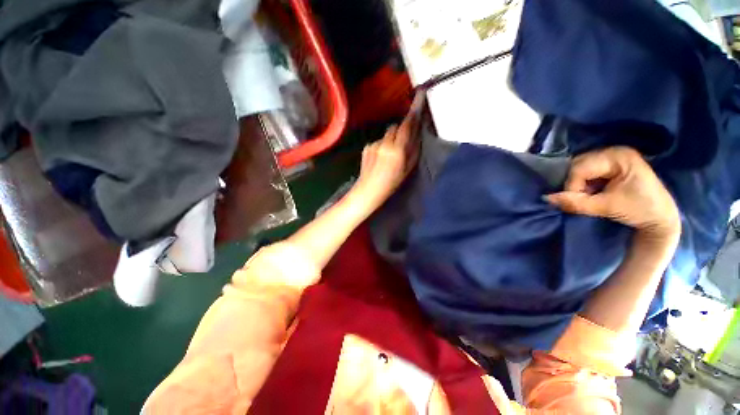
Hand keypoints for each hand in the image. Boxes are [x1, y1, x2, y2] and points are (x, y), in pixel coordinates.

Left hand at [350, 93, 423, 212]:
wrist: (369, 190)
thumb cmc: (392, 183)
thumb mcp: (408, 169)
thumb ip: (414, 149)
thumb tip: (417, 133)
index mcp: (398, 150)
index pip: (407, 125)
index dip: (414, 111)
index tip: (419, 95)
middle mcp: (385, 143)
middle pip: (396, 127)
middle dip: (401, 131)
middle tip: (402, 143)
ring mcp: (374, 144)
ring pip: (387, 134)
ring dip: (391, 139)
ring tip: (389, 155)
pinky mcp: (367, 146)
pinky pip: (378, 141)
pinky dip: (382, 145)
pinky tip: (379, 158)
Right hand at [546, 147, 680, 241]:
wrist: (660, 219)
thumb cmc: (640, 210)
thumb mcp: (607, 207)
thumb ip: (576, 203)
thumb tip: (546, 198)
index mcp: (618, 156)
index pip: (581, 168)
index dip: (572, 186)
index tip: (576, 203)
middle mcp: (614, 152)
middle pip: (578, 165)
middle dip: (574, 184)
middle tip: (581, 200)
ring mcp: (612, 157)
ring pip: (579, 168)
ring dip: (578, 184)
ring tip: (587, 197)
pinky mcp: (611, 165)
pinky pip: (586, 172)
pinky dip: (583, 184)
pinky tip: (591, 193)